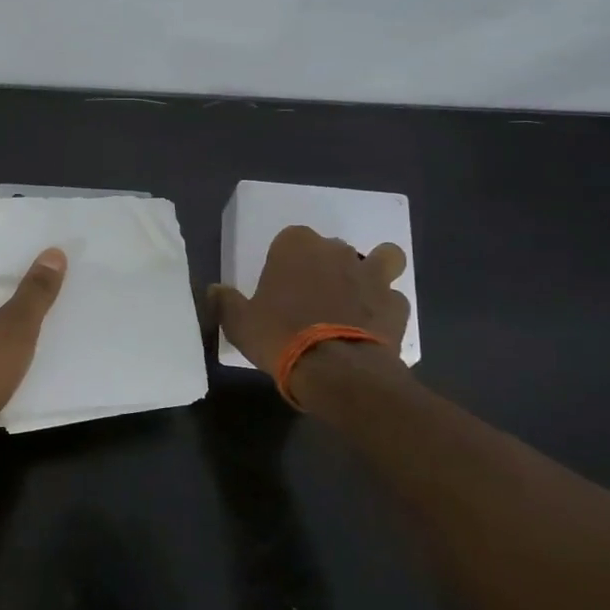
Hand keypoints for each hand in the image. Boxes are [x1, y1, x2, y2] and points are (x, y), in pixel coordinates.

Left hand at [0, 249, 66, 467]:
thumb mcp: (15, 325)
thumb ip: (36, 291)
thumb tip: (54, 252)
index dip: (9, 274)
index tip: (41, 276)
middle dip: (15, 309)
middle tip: (53, 305)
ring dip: (11, 342)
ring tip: (50, 336)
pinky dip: (3, 370)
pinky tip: (32, 372)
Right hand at [211, 226, 409, 396]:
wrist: (336, 370)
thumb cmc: (280, 336)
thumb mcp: (239, 323)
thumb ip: (226, 302)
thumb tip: (214, 290)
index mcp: (296, 246)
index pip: (290, 238)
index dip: (286, 260)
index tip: (280, 285)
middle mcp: (337, 251)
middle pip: (333, 248)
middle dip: (326, 266)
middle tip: (313, 297)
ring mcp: (371, 275)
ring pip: (382, 258)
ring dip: (374, 271)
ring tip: (359, 296)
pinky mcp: (395, 305)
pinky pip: (392, 299)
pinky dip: (385, 309)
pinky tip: (374, 328)